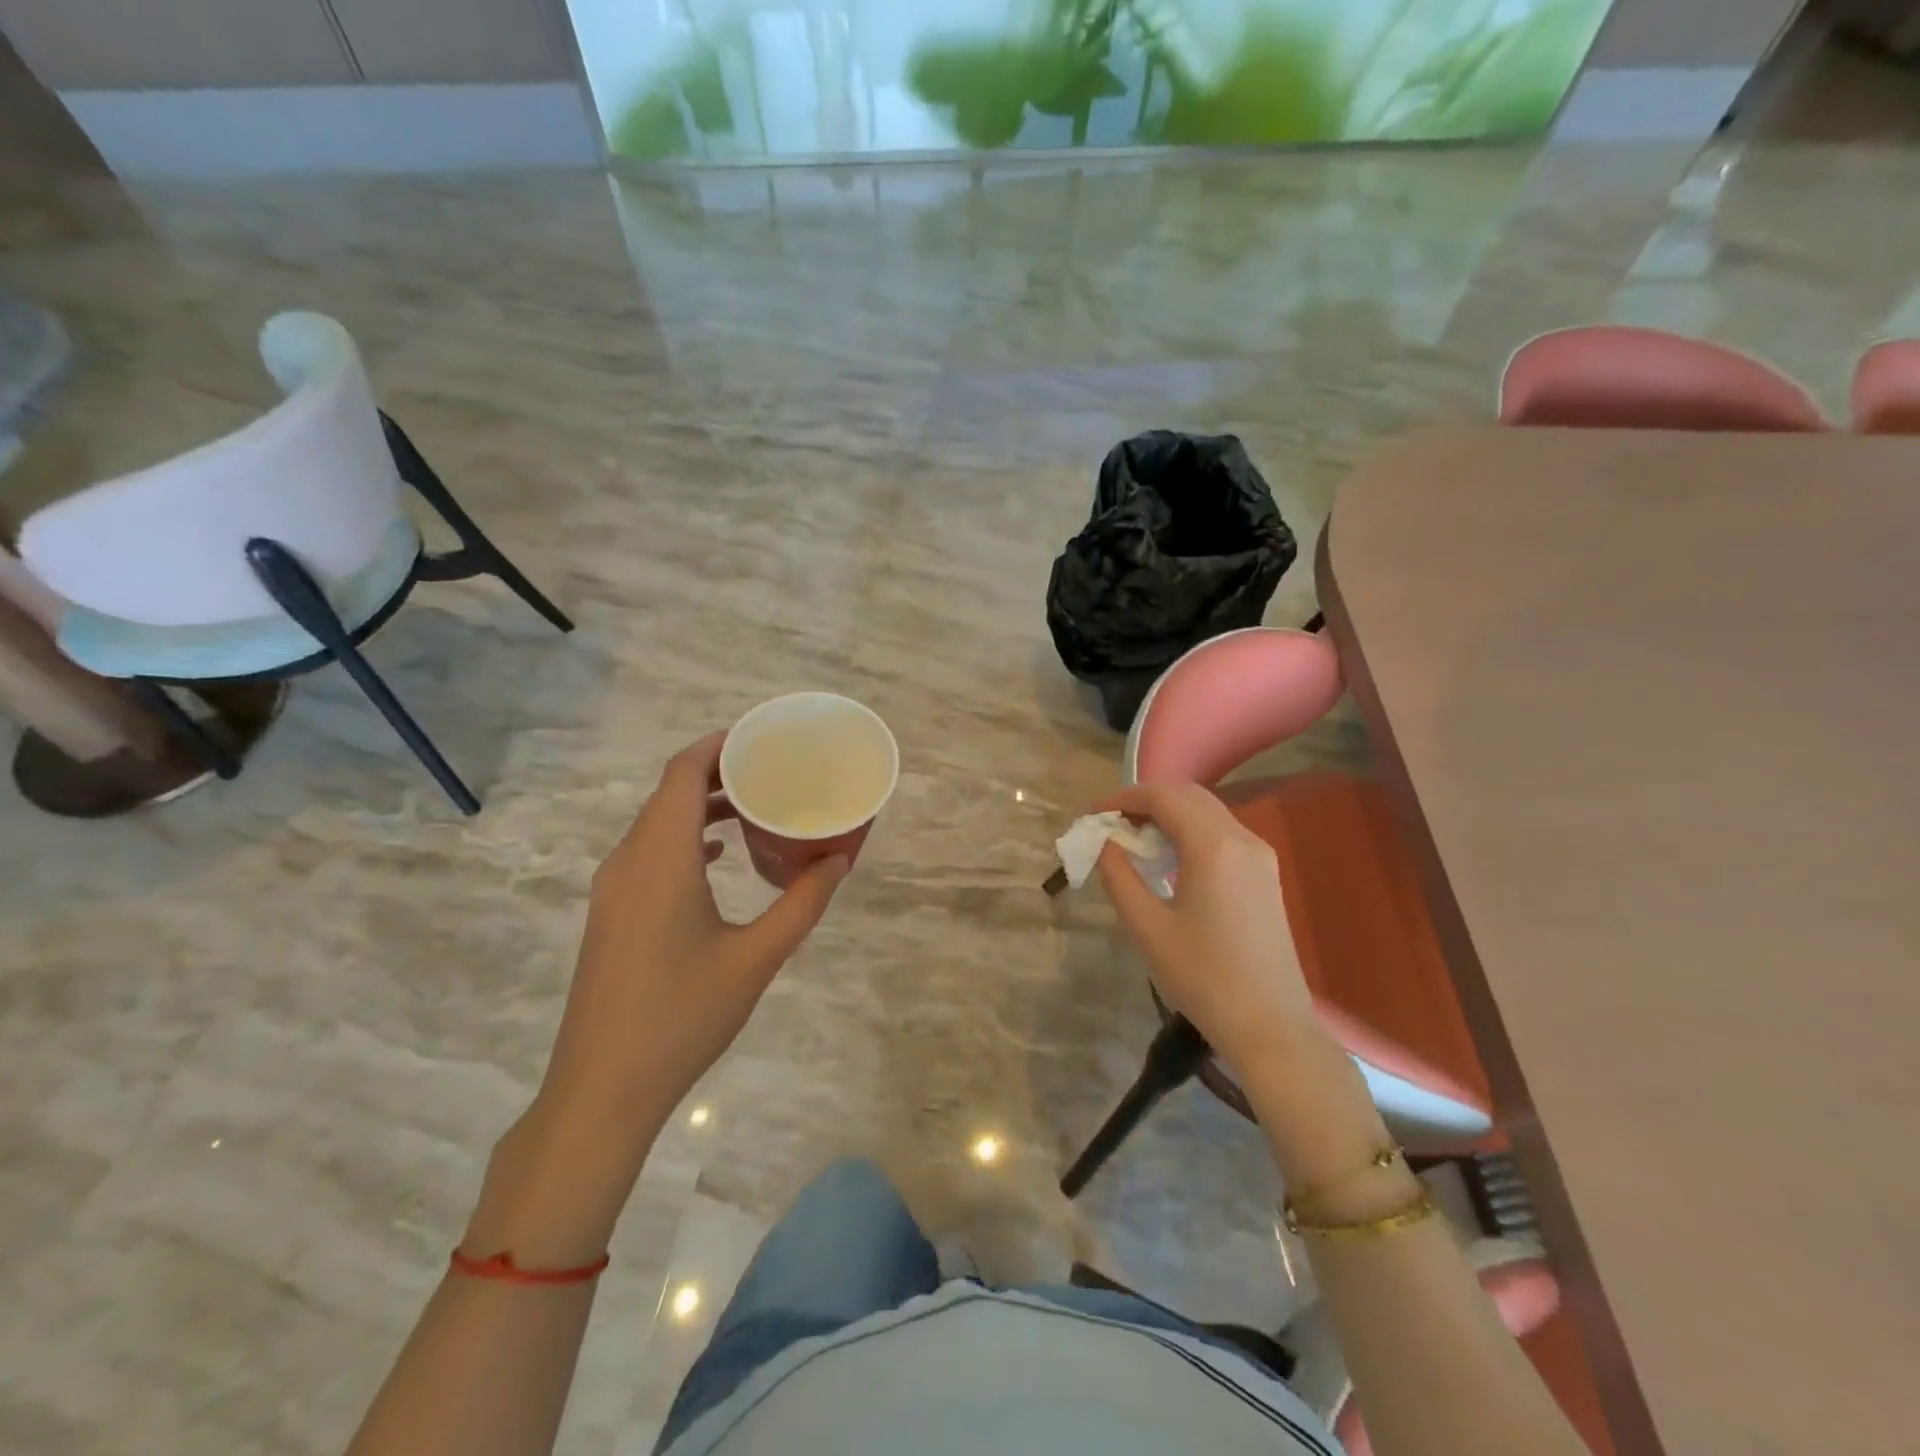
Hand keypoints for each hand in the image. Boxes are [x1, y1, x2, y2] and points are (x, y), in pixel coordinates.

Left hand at [538, 732, 849, 1143]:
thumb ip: (802, 902)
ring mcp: (613, 890)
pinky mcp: (611, 915)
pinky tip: (718, 857)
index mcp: (659, 860)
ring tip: (754, 805)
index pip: (680, 774)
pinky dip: (685, 839)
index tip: (760, 737)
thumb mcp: (756, 958)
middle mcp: (628, 862)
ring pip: (655, 824)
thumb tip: (839, 860)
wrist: (602, 1090)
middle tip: (771, 769)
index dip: (717, 745)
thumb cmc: (682, 1016)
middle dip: (716, 772)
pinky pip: (649, 853)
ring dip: (700, 807)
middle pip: (667, 793)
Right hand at [1095, 782, 1315, 1078]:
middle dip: (1145, 801)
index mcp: (1213, 847)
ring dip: (1168, 814)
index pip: (1162, 797)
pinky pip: (1222, 832)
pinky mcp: (1265, 873)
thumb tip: (1105, 843)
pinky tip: (1168, 858)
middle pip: (1188, 795)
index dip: (1123, 798)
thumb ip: (1119, 875)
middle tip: (1111, 824)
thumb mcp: (1147, 927)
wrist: (1270, 1025)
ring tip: (1133, 839)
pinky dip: (1189, 830)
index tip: (1094, 815)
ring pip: (1207, 811)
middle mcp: (1242, 839)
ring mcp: (1259, 855)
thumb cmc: (1202, 977)